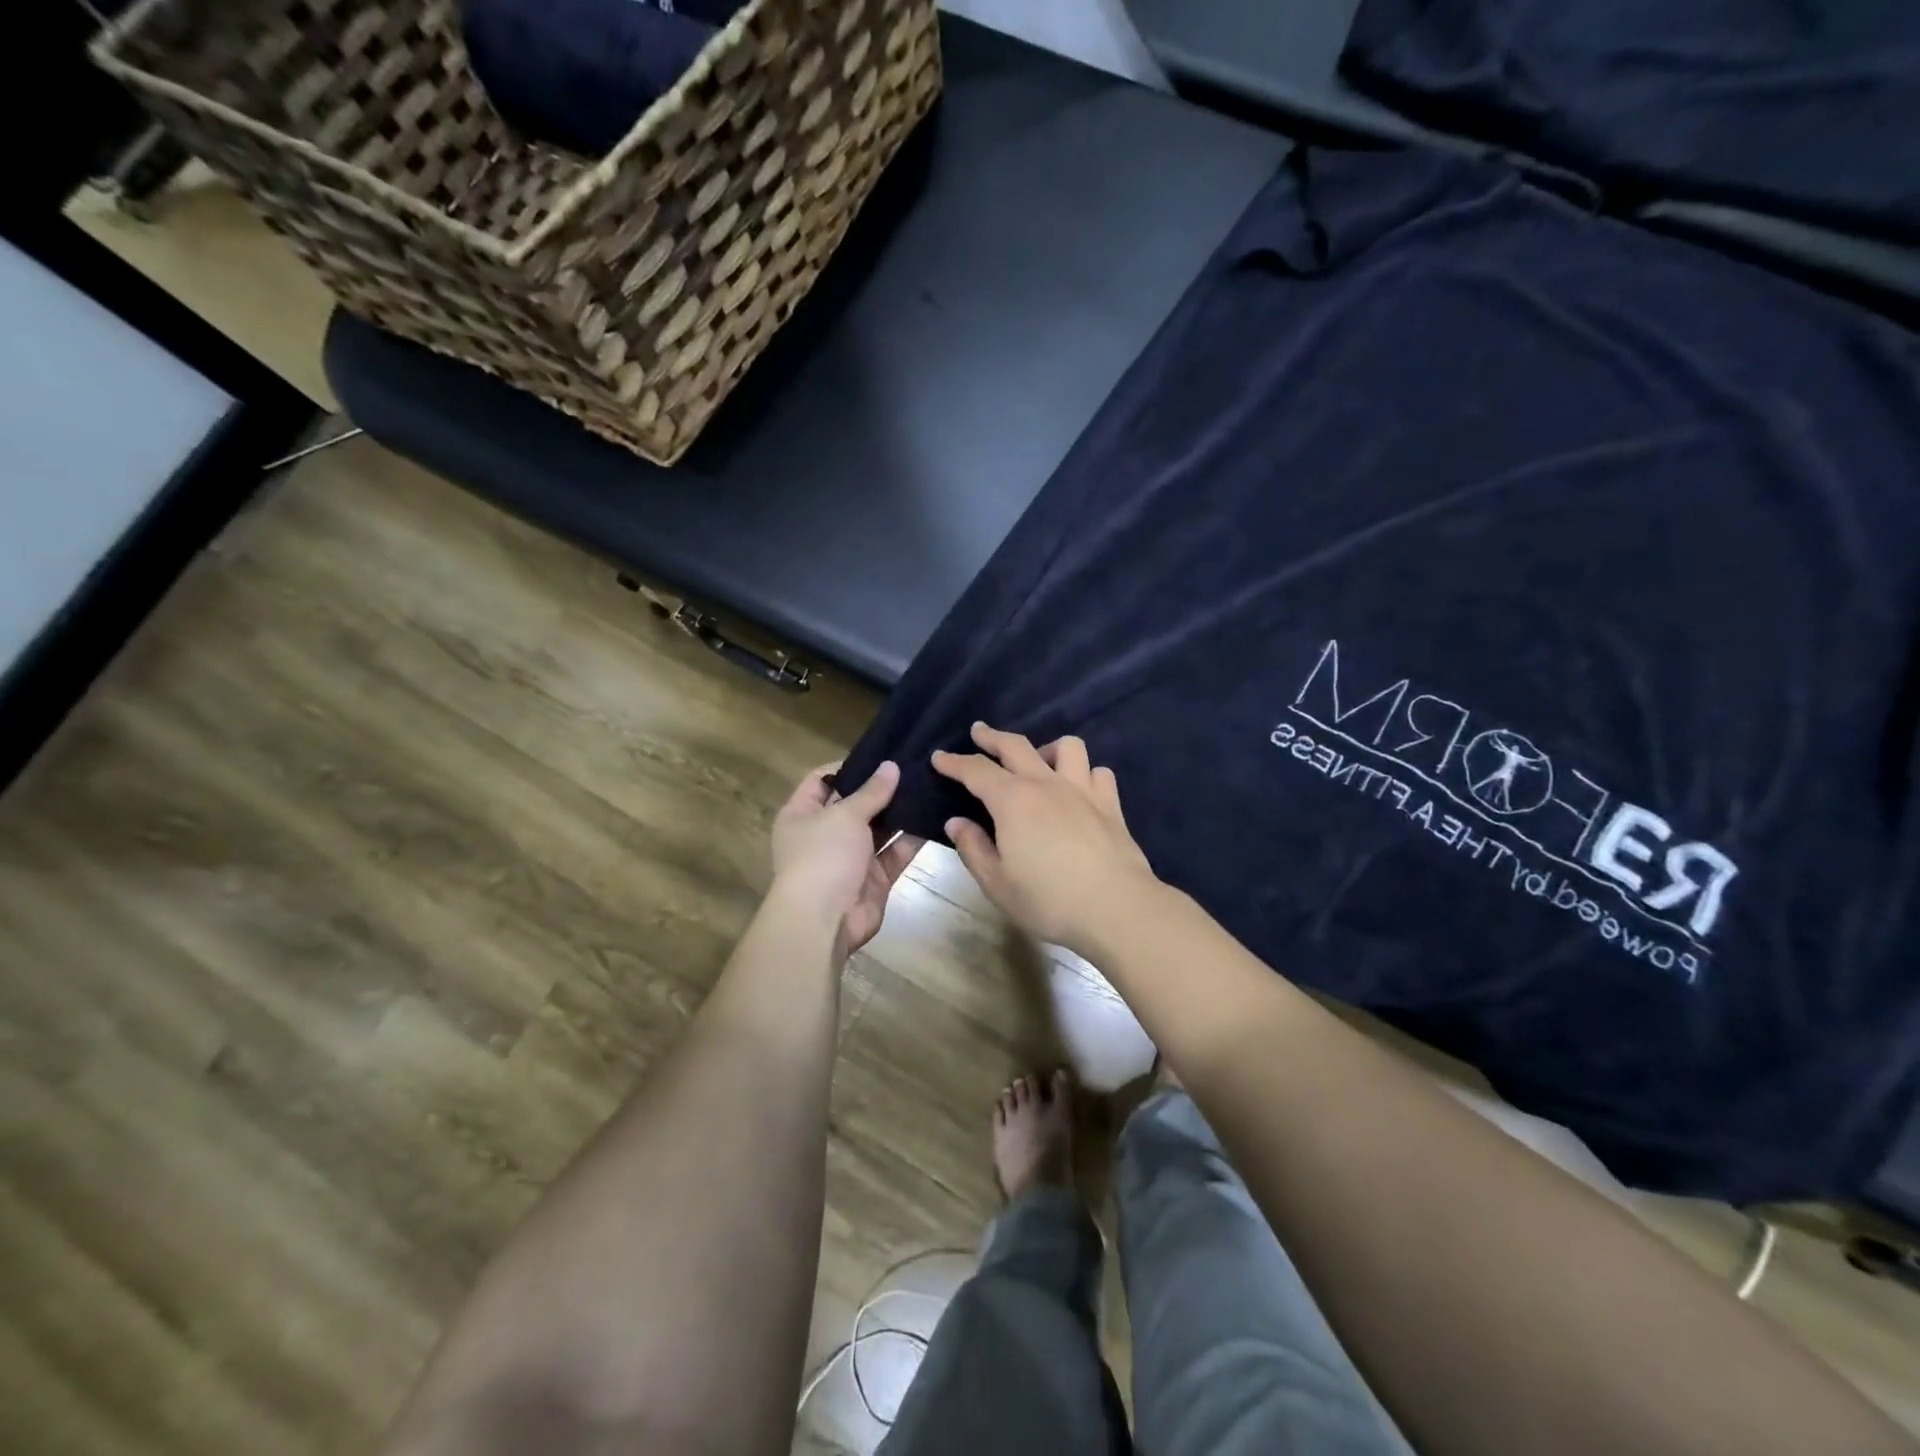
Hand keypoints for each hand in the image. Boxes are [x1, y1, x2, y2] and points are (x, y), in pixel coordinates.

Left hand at [769, 760, 921, 953]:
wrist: (823, 922)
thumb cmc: (822, 857)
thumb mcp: (844, 815)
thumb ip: (871, 791)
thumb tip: (891, 766)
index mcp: (802, 814)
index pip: (821, 780)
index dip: (847, 766)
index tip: (880, 755)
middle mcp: (824, 834)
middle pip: (855, 804)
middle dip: (882, 788)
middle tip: (915, 766)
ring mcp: (850, 858)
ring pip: (880, 829)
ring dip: (901, 812)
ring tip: (930, 786)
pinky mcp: (874, 879)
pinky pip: (895, 853)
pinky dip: (912, 839)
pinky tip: (936, 817)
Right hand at [932, 723, 1159, 955]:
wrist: (1116, 908)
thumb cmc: (1049, 900)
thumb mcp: (997, 883)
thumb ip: (973, 848)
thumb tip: (956, 822)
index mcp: (1012, 801)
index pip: (976, 770)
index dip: (954, 762)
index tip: (938, 757)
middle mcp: (1046, 784)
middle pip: (1016, 746)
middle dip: (992, 737)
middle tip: (978, 732)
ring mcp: (1083, 790)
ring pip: (1066, 747)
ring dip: (1046, 748)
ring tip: (1039, 762)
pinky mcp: (1111, 805)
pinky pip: (1098, 773)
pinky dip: (1085, 774)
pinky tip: (1079, 789)